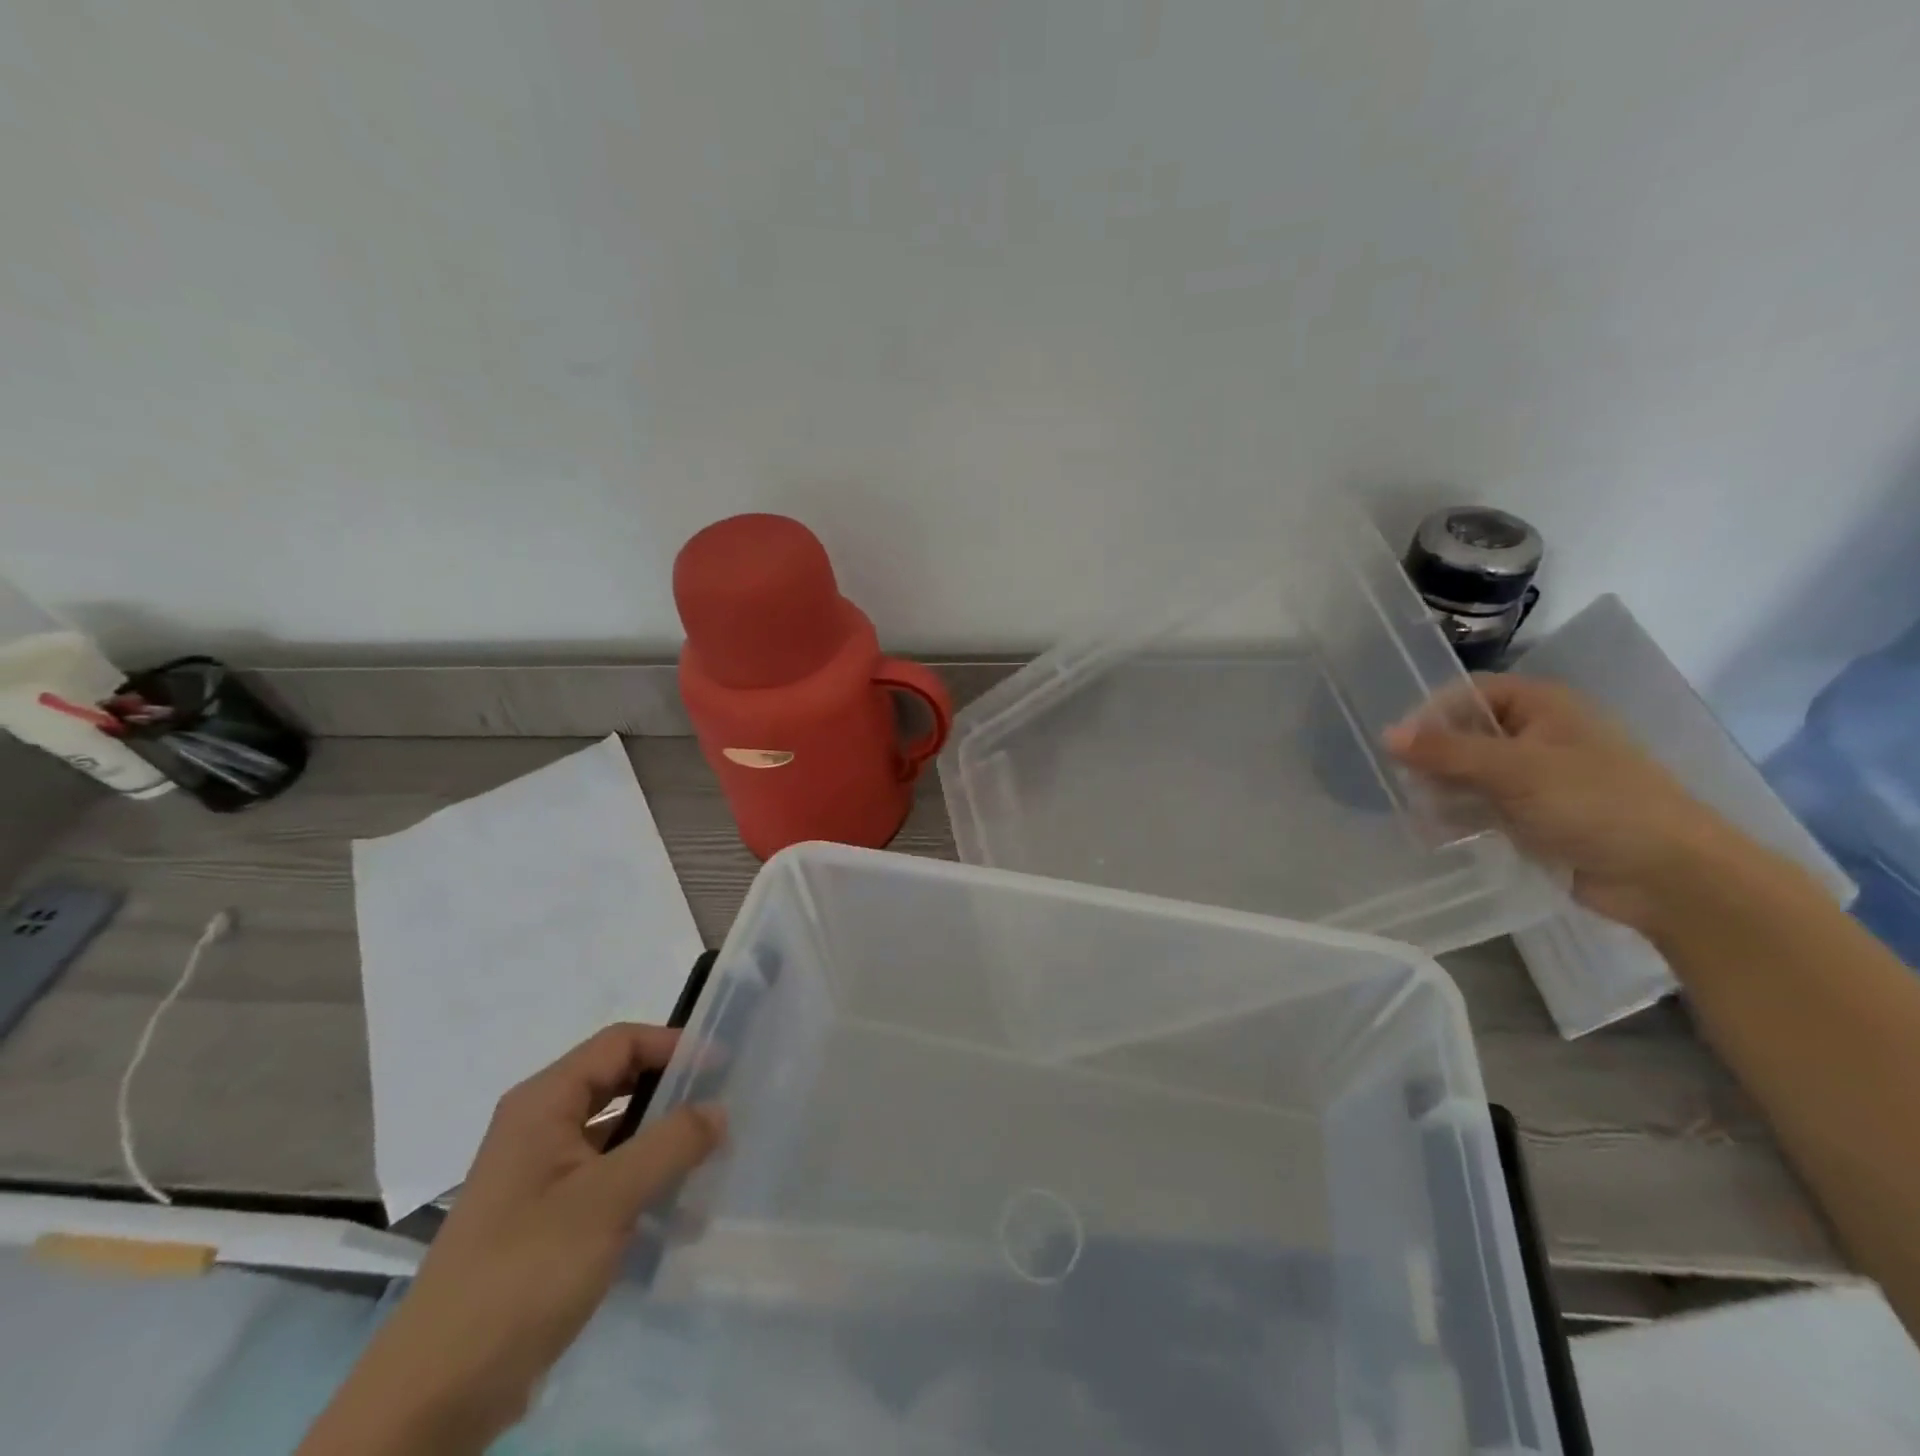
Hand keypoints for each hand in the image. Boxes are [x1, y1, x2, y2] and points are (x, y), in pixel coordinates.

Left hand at [299, 1025, 723, 1454]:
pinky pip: (608, 1180)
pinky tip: (682, 1215)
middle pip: (620, 1084)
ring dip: (664, 1144)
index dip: (674, 1045)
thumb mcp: (608, 1198)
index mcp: (544, 1102)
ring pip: (617, 1135)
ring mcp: (542, 1175)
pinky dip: (646, 1185)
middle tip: (725, 1109)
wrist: (436, 1395)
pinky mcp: (547, 1219)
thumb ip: (671, 1143)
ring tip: (715, 1162)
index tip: (724, 1066)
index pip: (620, 1043)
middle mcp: (540, 1126)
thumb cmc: (524, 1271)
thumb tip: (719, 1109)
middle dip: (673, 1093)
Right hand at [1385, 675, 1747, 933]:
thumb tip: (1385, 735)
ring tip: (1418, 811)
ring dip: (1441, 789)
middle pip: (1466, 733)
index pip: (1470, 693)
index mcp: (1543, 707)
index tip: (1402, 745)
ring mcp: (1536, 778)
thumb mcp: (1514, 770)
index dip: (1433, 713)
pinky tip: (1435, 832)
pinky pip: (1483, 807)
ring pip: (1470, 773)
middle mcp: (1538, 735)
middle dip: (1432, 757)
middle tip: (1406, 783)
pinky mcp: (1534, 816)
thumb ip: (1446, 751)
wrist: (1668, 877)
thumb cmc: (1595, 804)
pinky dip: (1458, 816)